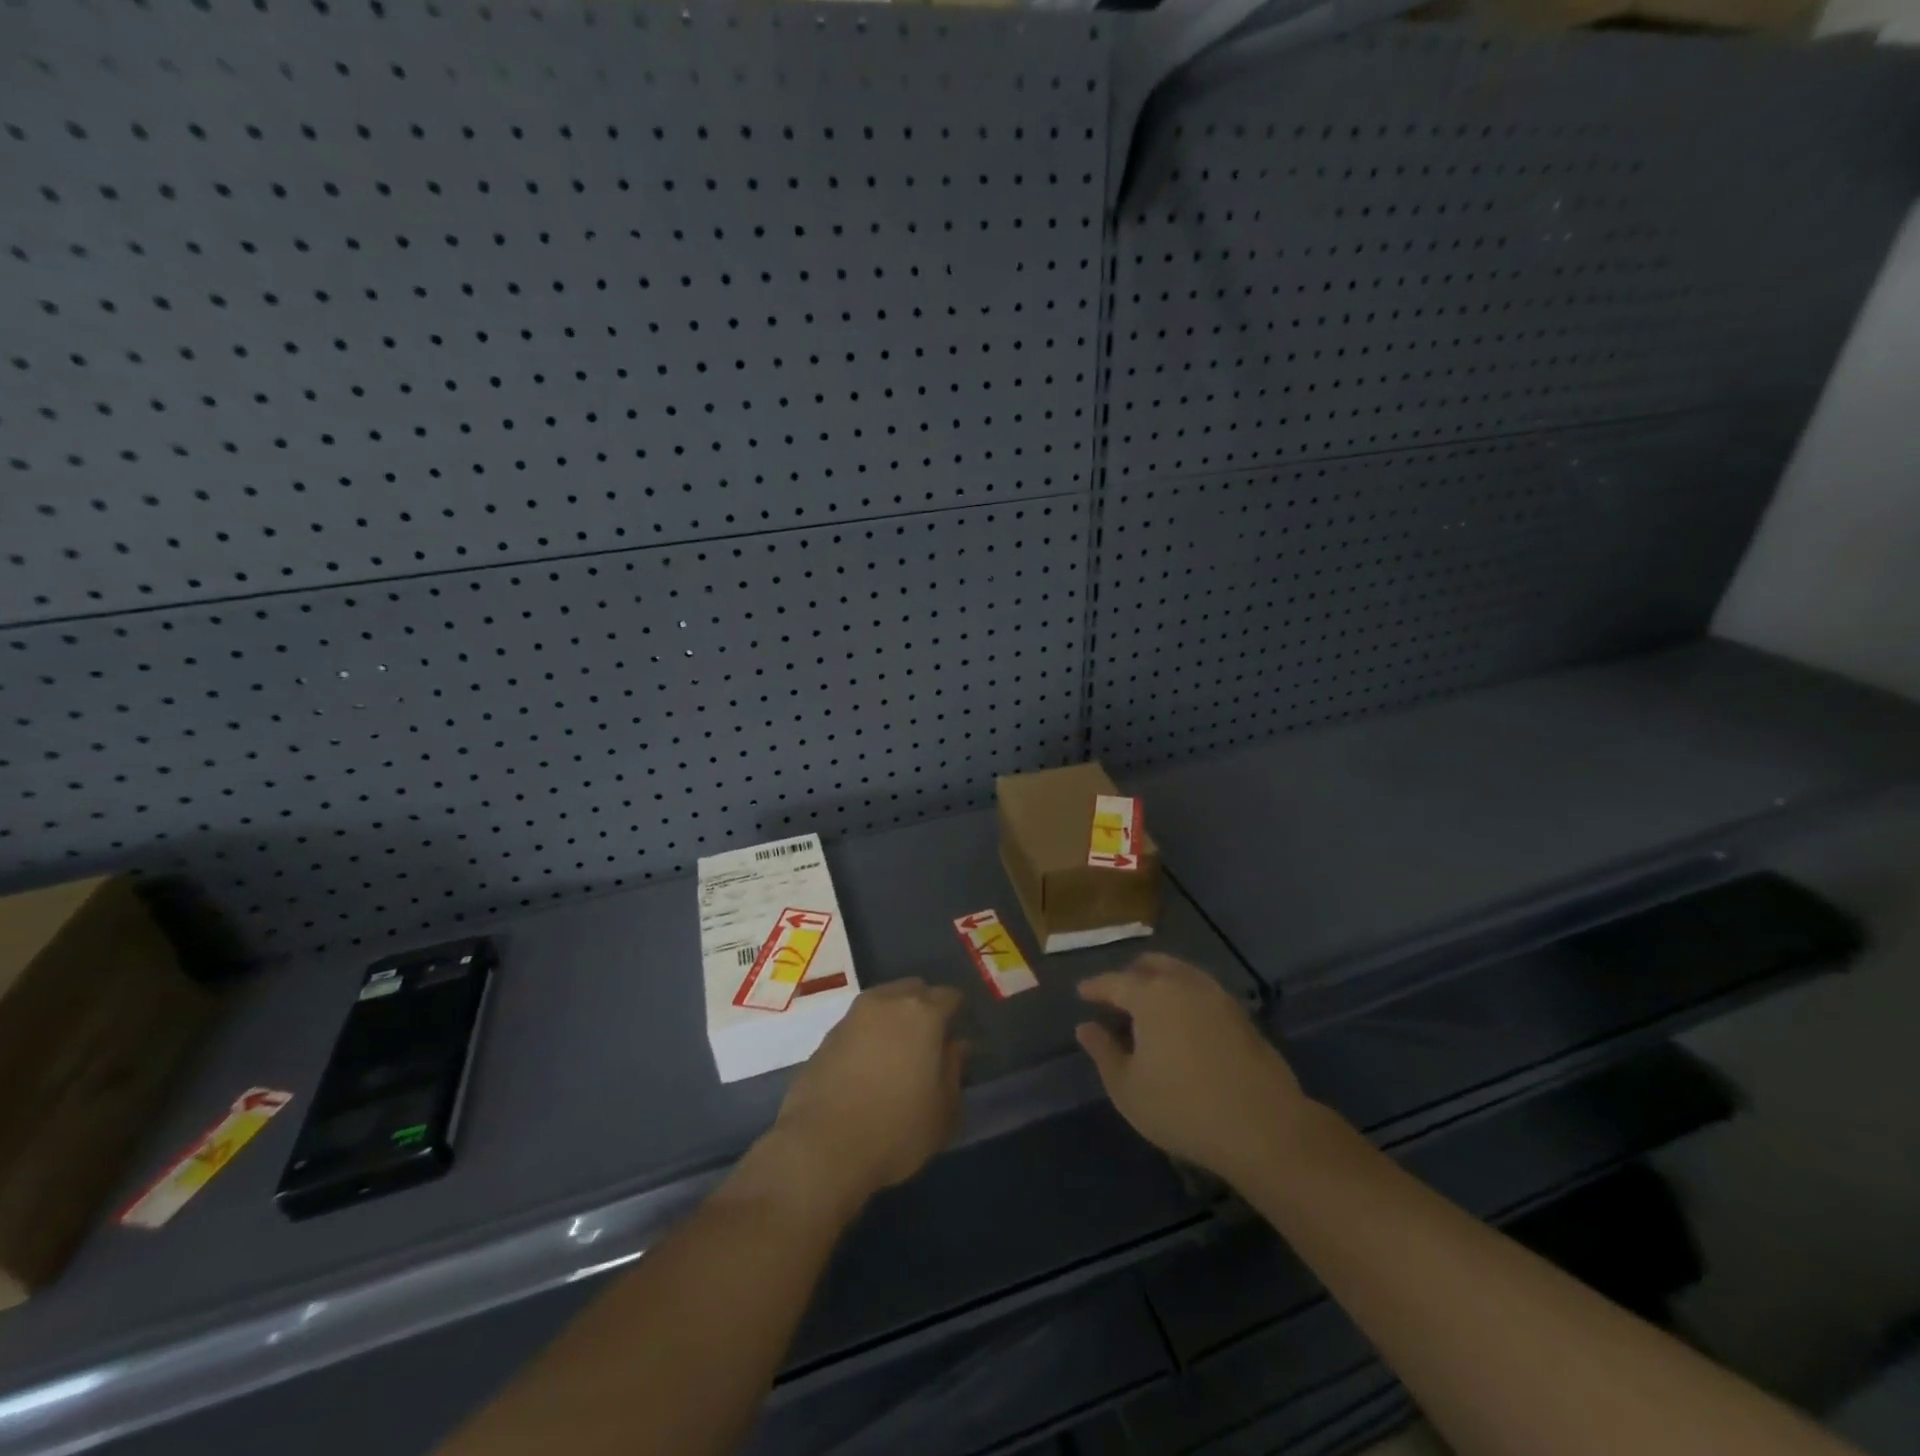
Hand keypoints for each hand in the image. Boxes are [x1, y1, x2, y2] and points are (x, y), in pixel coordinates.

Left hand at [755, 980, 966, 1220]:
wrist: (821, 1148)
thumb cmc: (896, 1130)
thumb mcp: (943, 1110)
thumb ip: (954, 1069)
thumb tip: (956, 1045)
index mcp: (922, 1013)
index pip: (949, 995)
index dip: (958, 1012)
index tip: (959, 1033)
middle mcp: (887, 1002)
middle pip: (913, 989)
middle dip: (925, 1006)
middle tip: (931, 1039)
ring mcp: (853, 1016)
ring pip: (883, 1001)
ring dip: (895, 1016)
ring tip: (899, 1051)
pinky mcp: (827, 1035)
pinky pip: (859, 1023)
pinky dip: (870, 1034)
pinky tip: (870, 1064)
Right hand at [1076, 953, 1311, 1186]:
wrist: (1264, 1127)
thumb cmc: (1183, 1108)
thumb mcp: (1127, 1088)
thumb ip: (1103, 1052)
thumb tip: (1086, 1027)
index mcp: (1150, 994)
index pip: (1114, 982)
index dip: (1095, 987)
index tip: (1082, 993)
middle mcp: (1183, 983)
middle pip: (1151, 965)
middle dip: (1129, 975)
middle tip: (1116, 996)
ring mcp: (1217, 995)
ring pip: (1180, 973)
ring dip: (1160, 981)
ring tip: (1149, 1007)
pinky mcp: (1241, 1014)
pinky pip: (1201, 990)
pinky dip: (1184, 995)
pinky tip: (1181, 1021)